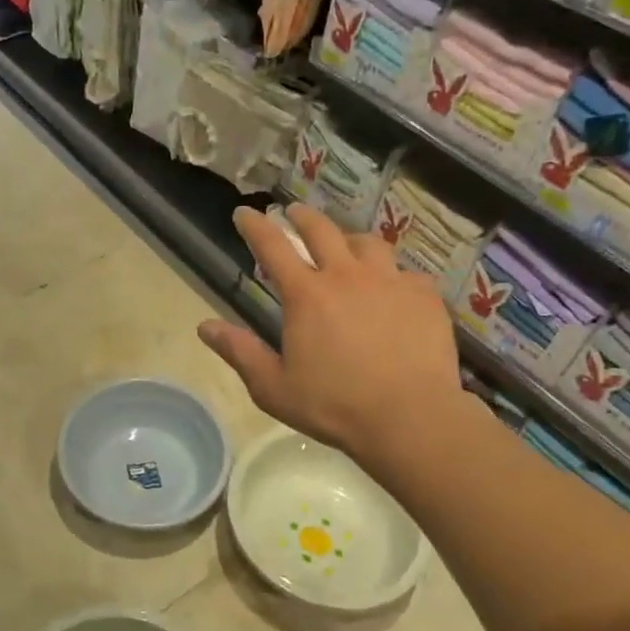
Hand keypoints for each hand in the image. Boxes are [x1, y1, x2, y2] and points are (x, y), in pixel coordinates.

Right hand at [198, 204, 468, 461]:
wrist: (410, 417)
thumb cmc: (334, 406)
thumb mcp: (273, 387)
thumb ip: (240, 352)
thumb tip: (205, 327)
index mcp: (306, 295)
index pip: (273, 247)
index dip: (255, 226)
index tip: (245, 212)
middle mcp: (347, 276)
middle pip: (322, 230)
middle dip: (302, 217)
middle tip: (293, 213)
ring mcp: (390, 282)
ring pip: (368, 243)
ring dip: (349, 239)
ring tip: (345, 245)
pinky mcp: (424, 296)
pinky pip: (405, 272)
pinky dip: (391, 274)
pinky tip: (392, 288)